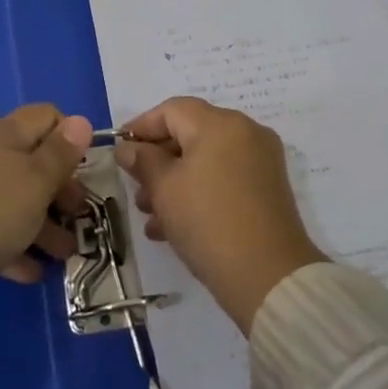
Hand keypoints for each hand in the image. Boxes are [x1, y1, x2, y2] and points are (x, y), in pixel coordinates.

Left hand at [0, 104, 92, 298]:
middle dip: (61, 190)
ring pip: (17, 199)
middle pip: (33, 162)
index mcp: (5, 134)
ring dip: (45, 225)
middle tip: (78, 216)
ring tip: (65, 254)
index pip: (46, 117)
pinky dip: (16, 246)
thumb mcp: (37, 180)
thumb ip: (61, 153)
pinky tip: (33, 271)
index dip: (69, 137)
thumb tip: (81, 120)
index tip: (84, 168)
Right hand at [117, 97, 323, 333]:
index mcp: (221, 124)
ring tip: (149, 213)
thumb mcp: (164, 189)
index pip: (172, 110)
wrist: (269, 278)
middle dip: (157, 159)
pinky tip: (171, 226)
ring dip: (174, 180)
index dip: (141, 127)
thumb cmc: (208, 222)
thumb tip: (128, 148)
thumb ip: (142, 161)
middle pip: (190, 133)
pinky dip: (198, 191)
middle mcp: (245, 133)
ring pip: (206, 159)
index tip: (119, 150)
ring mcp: (260, 161)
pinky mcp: (267, 189)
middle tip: (134, 187)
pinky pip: (223, 178)